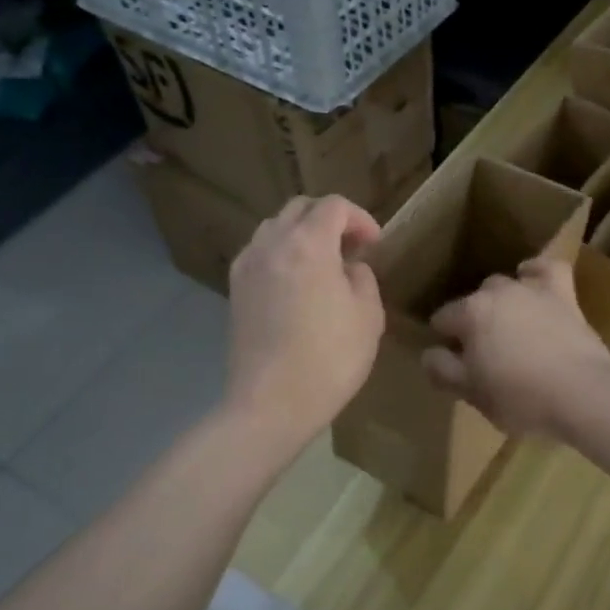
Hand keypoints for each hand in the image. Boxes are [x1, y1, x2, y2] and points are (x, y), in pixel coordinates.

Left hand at [226, 196, 384, 448]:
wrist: (271, 404)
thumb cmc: (330, 359)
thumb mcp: (368, 316)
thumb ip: (362, 278)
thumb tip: (349, 268)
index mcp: (308, 244)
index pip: (334, 206)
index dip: (360, 218)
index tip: (374, 245)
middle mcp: (272, 244)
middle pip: (299, 208)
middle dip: (329, 219)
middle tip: (351, 249)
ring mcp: (247, 266)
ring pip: (275, 228)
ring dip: (302, 235)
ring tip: (323, 265)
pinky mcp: (234, 291)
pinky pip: (260, 254)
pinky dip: (281, 255)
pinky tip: (296, 285)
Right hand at [422, 256, 609, 437]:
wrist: (581, 393)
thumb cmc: (520, 398)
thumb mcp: (472, 393)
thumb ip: (443, 370)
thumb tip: (429, 354)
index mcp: (470, 314)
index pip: (442, 319)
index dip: (444, 341)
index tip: (454, 363)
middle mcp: (497, 292)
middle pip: (474, 301)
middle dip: (473, 321)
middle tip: (484, 353)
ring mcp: (532, 289)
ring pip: (505, 284)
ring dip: (501, 301)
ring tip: (508, 327)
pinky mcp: (564, 294)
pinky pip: (547, 268)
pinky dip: (537, 272)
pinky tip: (532, 279)